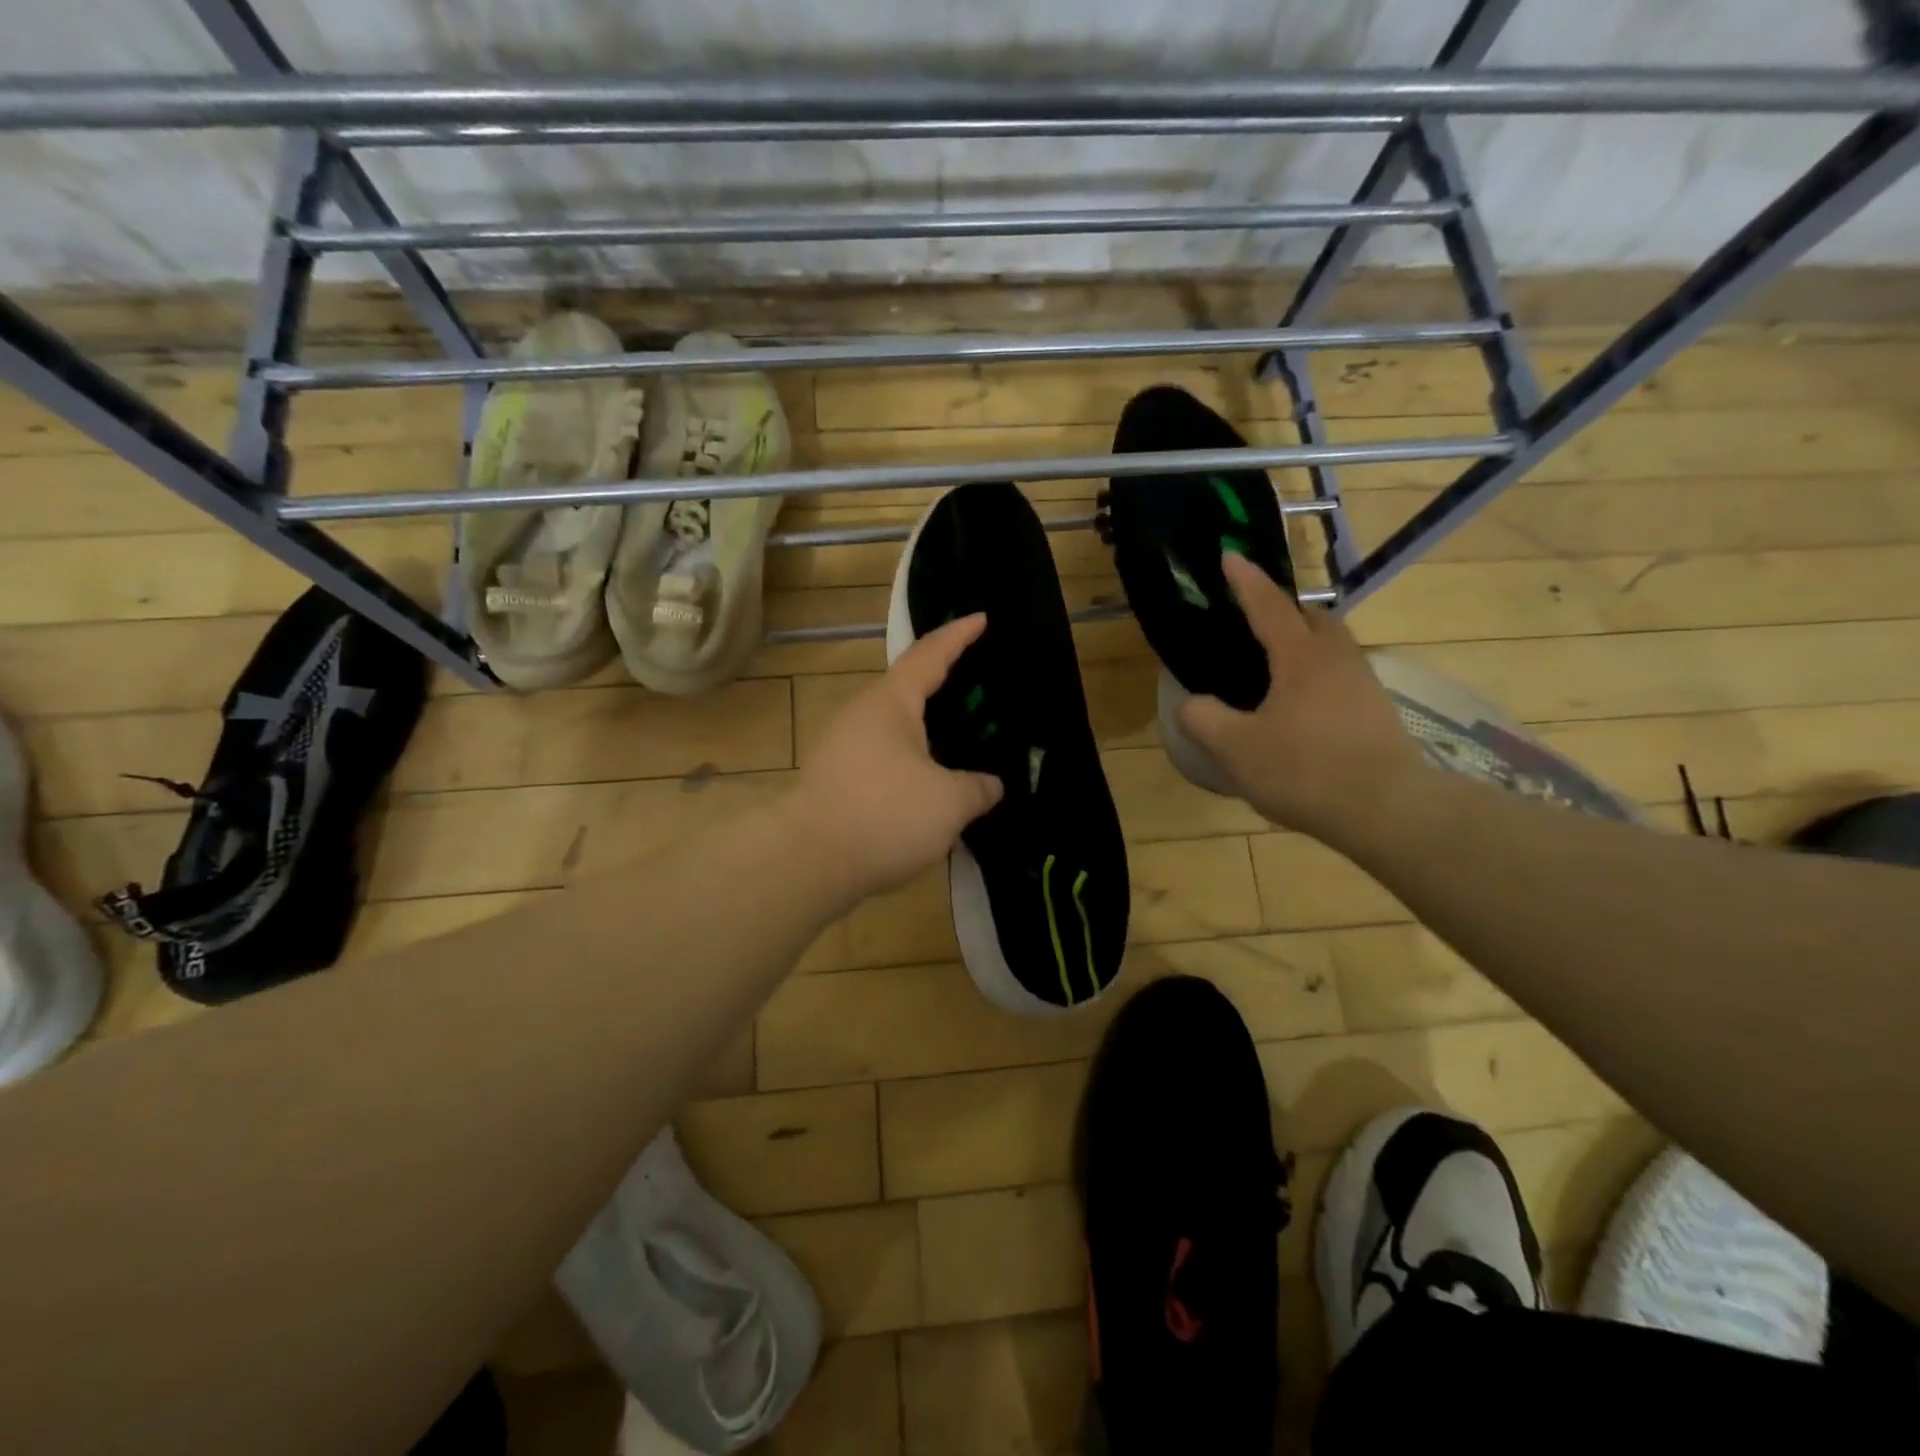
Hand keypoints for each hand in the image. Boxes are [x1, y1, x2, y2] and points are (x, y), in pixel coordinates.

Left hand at [794, 614, 1003, 898]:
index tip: (981, 618)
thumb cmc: (885, 815)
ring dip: (925, 733)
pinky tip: (927, 787)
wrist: (807, 861)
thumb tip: (990, 785)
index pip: (930, 655)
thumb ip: (977, 789)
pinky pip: (881, 760)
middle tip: (977, 689)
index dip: (958, 635)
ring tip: (957, 743)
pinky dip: (908, 764)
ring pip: (893, 730)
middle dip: (942, 686)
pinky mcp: (832, 782)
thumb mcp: (949, 802)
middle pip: (907, 690)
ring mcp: (840, 749)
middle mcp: (861, 715)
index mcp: (890, 703)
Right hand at [1178, 554, 1431, 841]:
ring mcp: (1363, 685)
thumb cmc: (1304, 770)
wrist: (1386, 810)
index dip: (1245, 580)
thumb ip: (1203, 718)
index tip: (1229, 555)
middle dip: (1283, 611)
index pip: (1268, 605)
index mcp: (1301, 656)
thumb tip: (1192, 704)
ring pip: (1330, 648)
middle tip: (1254, 621)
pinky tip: (1297, 707)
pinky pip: (1338, 676)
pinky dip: (1314, 676)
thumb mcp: (1235, 748)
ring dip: (1302, 644)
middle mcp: (1337, 659)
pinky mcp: (1376, 712)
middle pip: (1312, 619)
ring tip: (1272, 667)